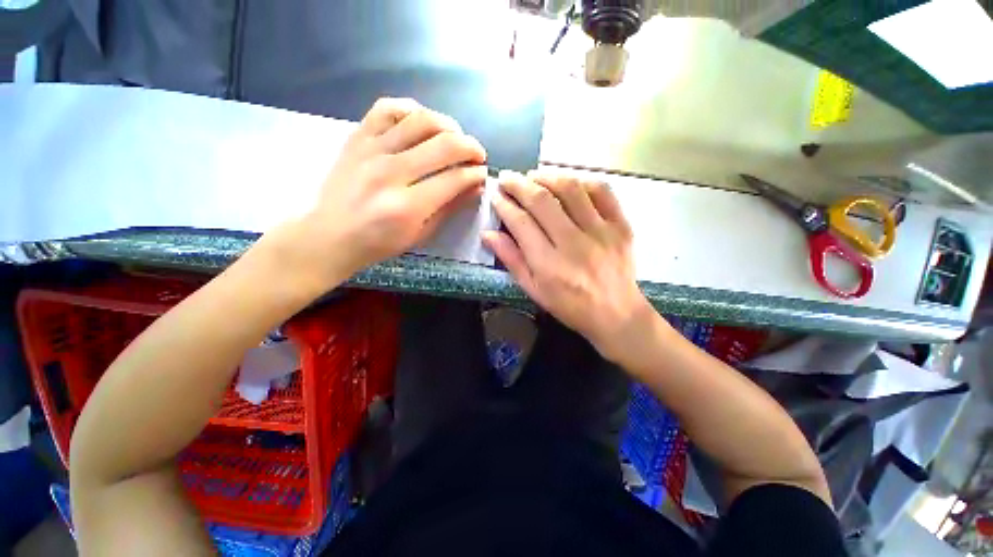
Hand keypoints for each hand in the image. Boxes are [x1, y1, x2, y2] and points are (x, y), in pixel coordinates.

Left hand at [271, 98, 487, 287]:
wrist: (330, 235)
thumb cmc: (379, 243)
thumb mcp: (421, 234)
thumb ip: (450, 208)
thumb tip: (476, 186)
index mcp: (408, 206)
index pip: (454, 178)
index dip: (476, 174)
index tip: (483, 174)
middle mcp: (391, 172)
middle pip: (444, 145)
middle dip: (471, 147)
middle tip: (477, 155)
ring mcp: (371, 150)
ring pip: (420, 120)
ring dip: (448, 125)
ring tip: (456, 137)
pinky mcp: (357, 137)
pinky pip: (387, 108)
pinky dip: (411, 109)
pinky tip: (422, 121)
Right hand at [482, 170, 653, 361]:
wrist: (616, 314)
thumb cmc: (570, 306)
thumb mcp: (534, 290)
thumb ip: (511, 260)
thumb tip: (488, 234)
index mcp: (549, 265)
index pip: (521, 223)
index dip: (504, 205)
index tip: (496, 195)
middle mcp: (574, 244)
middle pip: (542, 201)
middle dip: (519, 184)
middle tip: (507, 177)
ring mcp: (601, 232)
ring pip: (570, 189)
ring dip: (547, 177)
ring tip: (533, 177)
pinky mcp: (621, 226)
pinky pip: (602, 191)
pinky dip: (581, 181)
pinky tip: (568, 184)